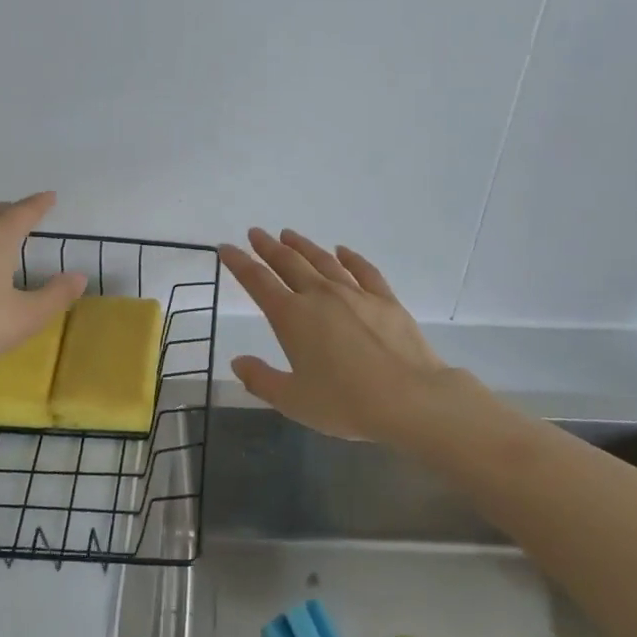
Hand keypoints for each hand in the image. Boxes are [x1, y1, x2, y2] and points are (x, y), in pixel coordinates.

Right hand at [219, 228, 445, 440]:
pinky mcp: (384, 299)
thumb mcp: (293, 400)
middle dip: (268, 247)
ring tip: (289, 234)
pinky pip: (363, 270)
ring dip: (303, 246)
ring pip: (323, 261)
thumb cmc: (346, 403)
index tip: (226, 248)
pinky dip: (350, 257)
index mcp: (292, 317)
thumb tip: (238, 362)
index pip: (258, 282)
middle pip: (289, 263)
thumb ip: (261, 380)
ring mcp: (355, 293)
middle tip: (255, 233)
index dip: (240, 263)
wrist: (410, 399)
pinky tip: (342, 250)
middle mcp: (320, 296)